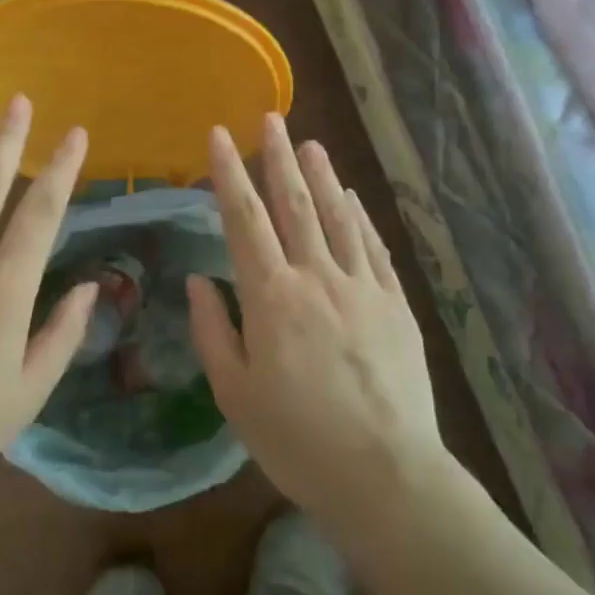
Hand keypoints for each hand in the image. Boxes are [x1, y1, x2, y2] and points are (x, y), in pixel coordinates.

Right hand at [187, 115, 444, 519]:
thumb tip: (199, 280)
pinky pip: (373, 247)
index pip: (244, 219)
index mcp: (271, 297)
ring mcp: (361, 287)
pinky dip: (360, 216)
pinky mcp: (394, 303)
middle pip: (294, 204)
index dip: (228, 174)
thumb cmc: (296, 440)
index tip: (218, 136)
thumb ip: (214, 330)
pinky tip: (352, 196)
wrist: (385, 474)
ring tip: (309, 143)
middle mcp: (316, 277)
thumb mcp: (235, 393)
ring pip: (337, 216)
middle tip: (270, 119)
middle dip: (278, 158)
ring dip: (321, 175)